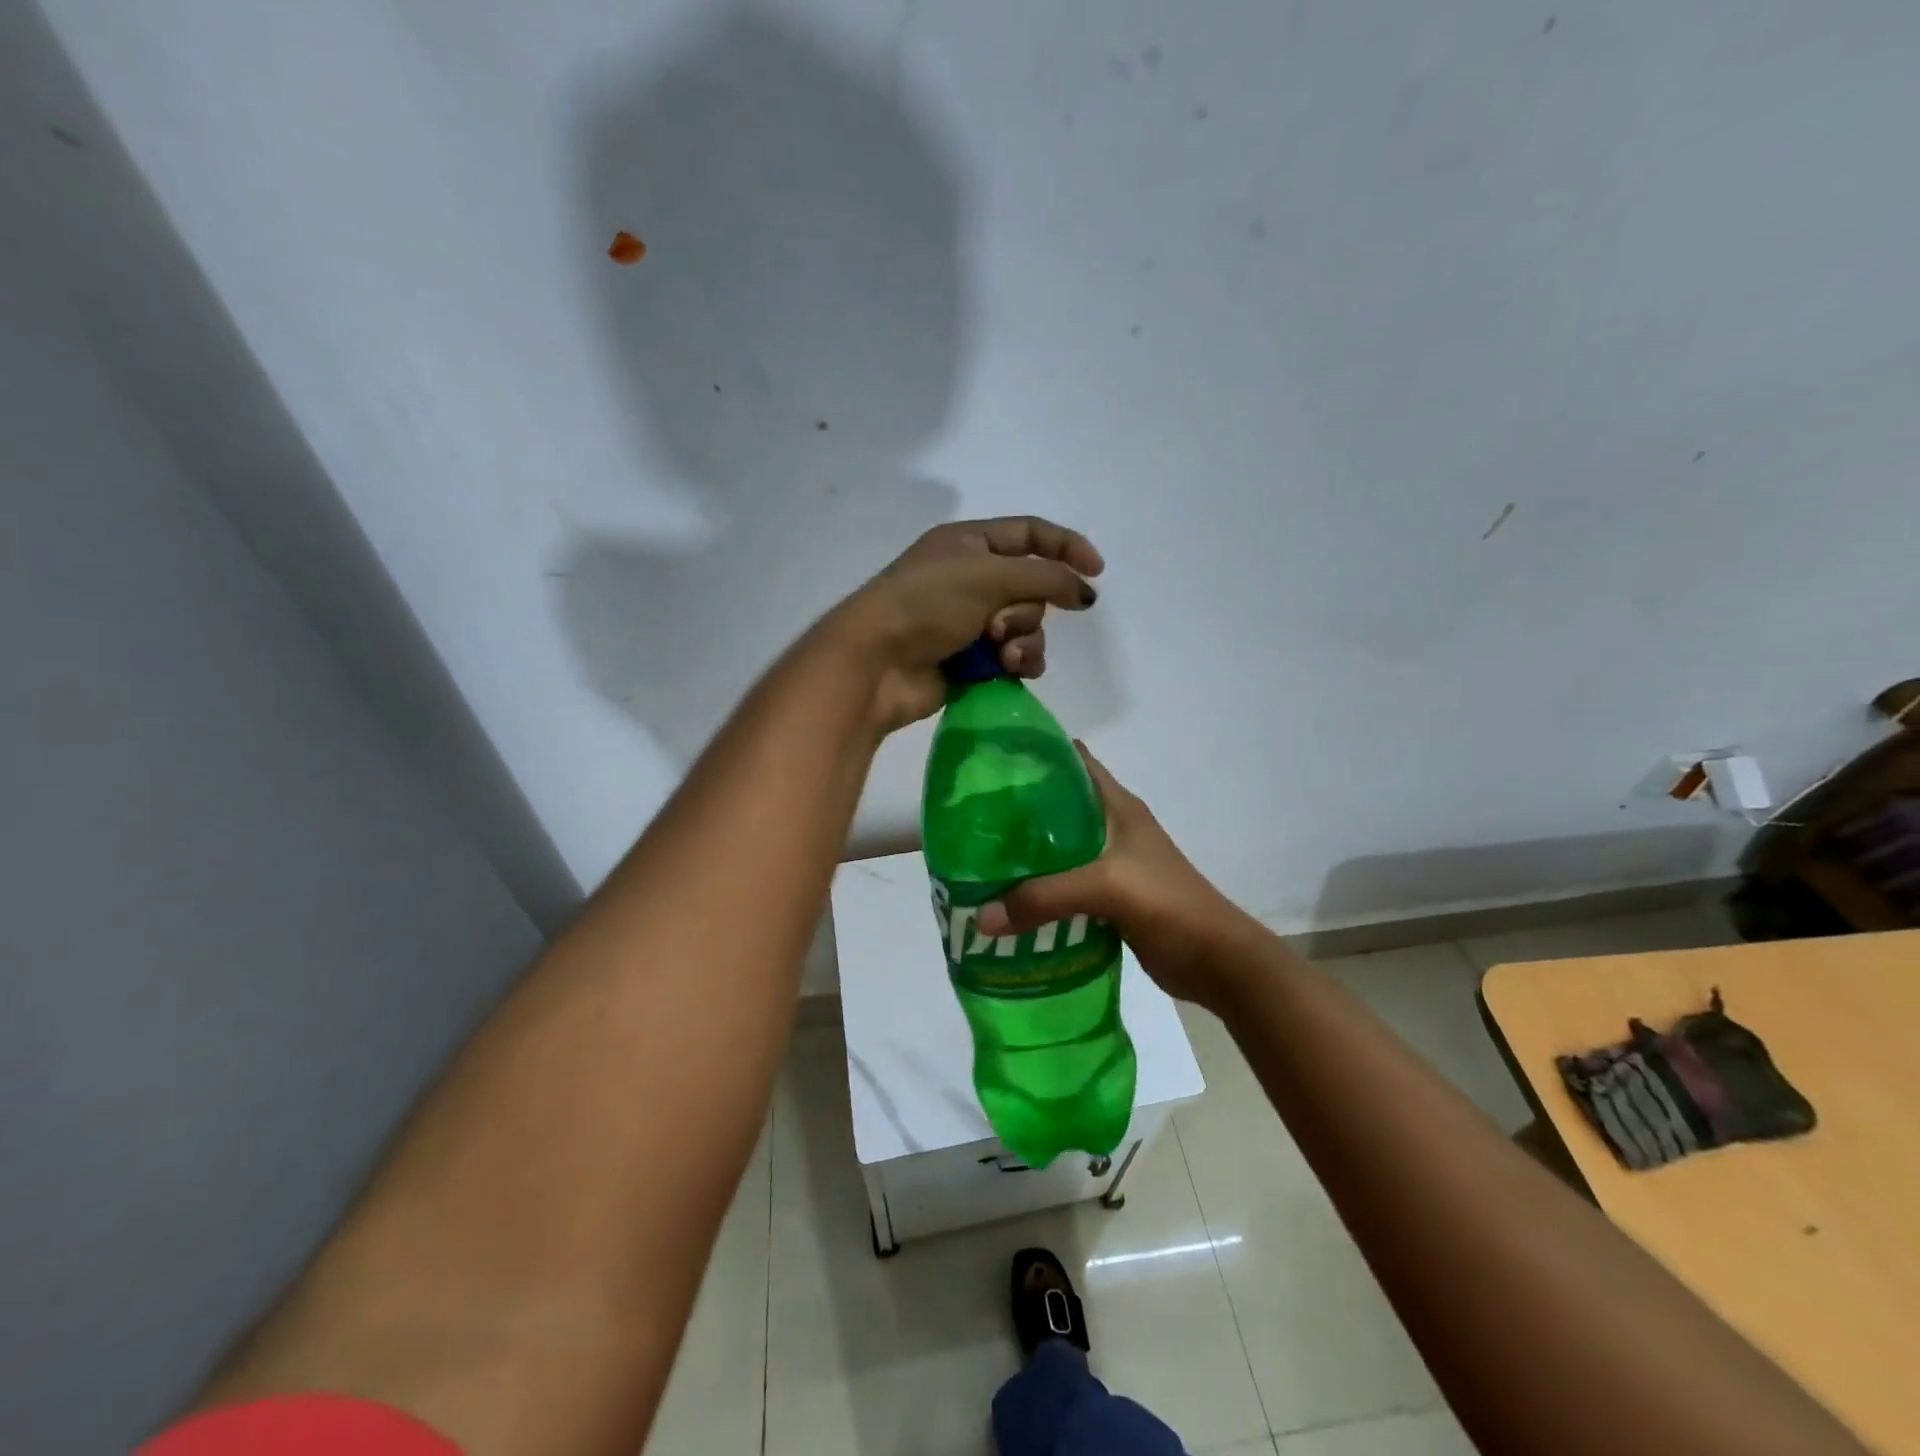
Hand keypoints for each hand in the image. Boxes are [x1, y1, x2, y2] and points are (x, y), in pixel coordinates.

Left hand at [833, 517, 1104, 731]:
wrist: (876, 663)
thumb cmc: (926, 604)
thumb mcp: (988, 576)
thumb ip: (1045, 577)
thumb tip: (1085, 591)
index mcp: (969, 544)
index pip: (1029, 535)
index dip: (1066, 547)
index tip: (1096, 571)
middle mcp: (971, 579)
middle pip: (1032, 588)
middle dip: (1029, 610)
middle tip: (1002, 625)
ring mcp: (969, 623)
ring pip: (1027, 627)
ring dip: (1025, 641)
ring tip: (1003, 655)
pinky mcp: (970, 660)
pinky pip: (1014, 657)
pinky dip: (1017, 663)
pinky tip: (1007, 671)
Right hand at [976, 744, 1260, 1012]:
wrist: (1218, 961)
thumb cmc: (1169, 905)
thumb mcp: (1106, 888)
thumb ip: (1043, 898)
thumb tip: (980, 918)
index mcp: (1117, 806)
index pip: (1073, 761)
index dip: (1036, 753)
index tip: (991, 760)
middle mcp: (1112, 828)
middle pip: (1058, 807)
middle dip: (1017, 810)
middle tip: (970, 819)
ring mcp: (1112, 865)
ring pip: (1058, 850)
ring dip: (1025, 855)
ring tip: (978, 860)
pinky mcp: (1110, 899)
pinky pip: (1064, 886)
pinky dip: (1039, 891)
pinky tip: (1008, 901)